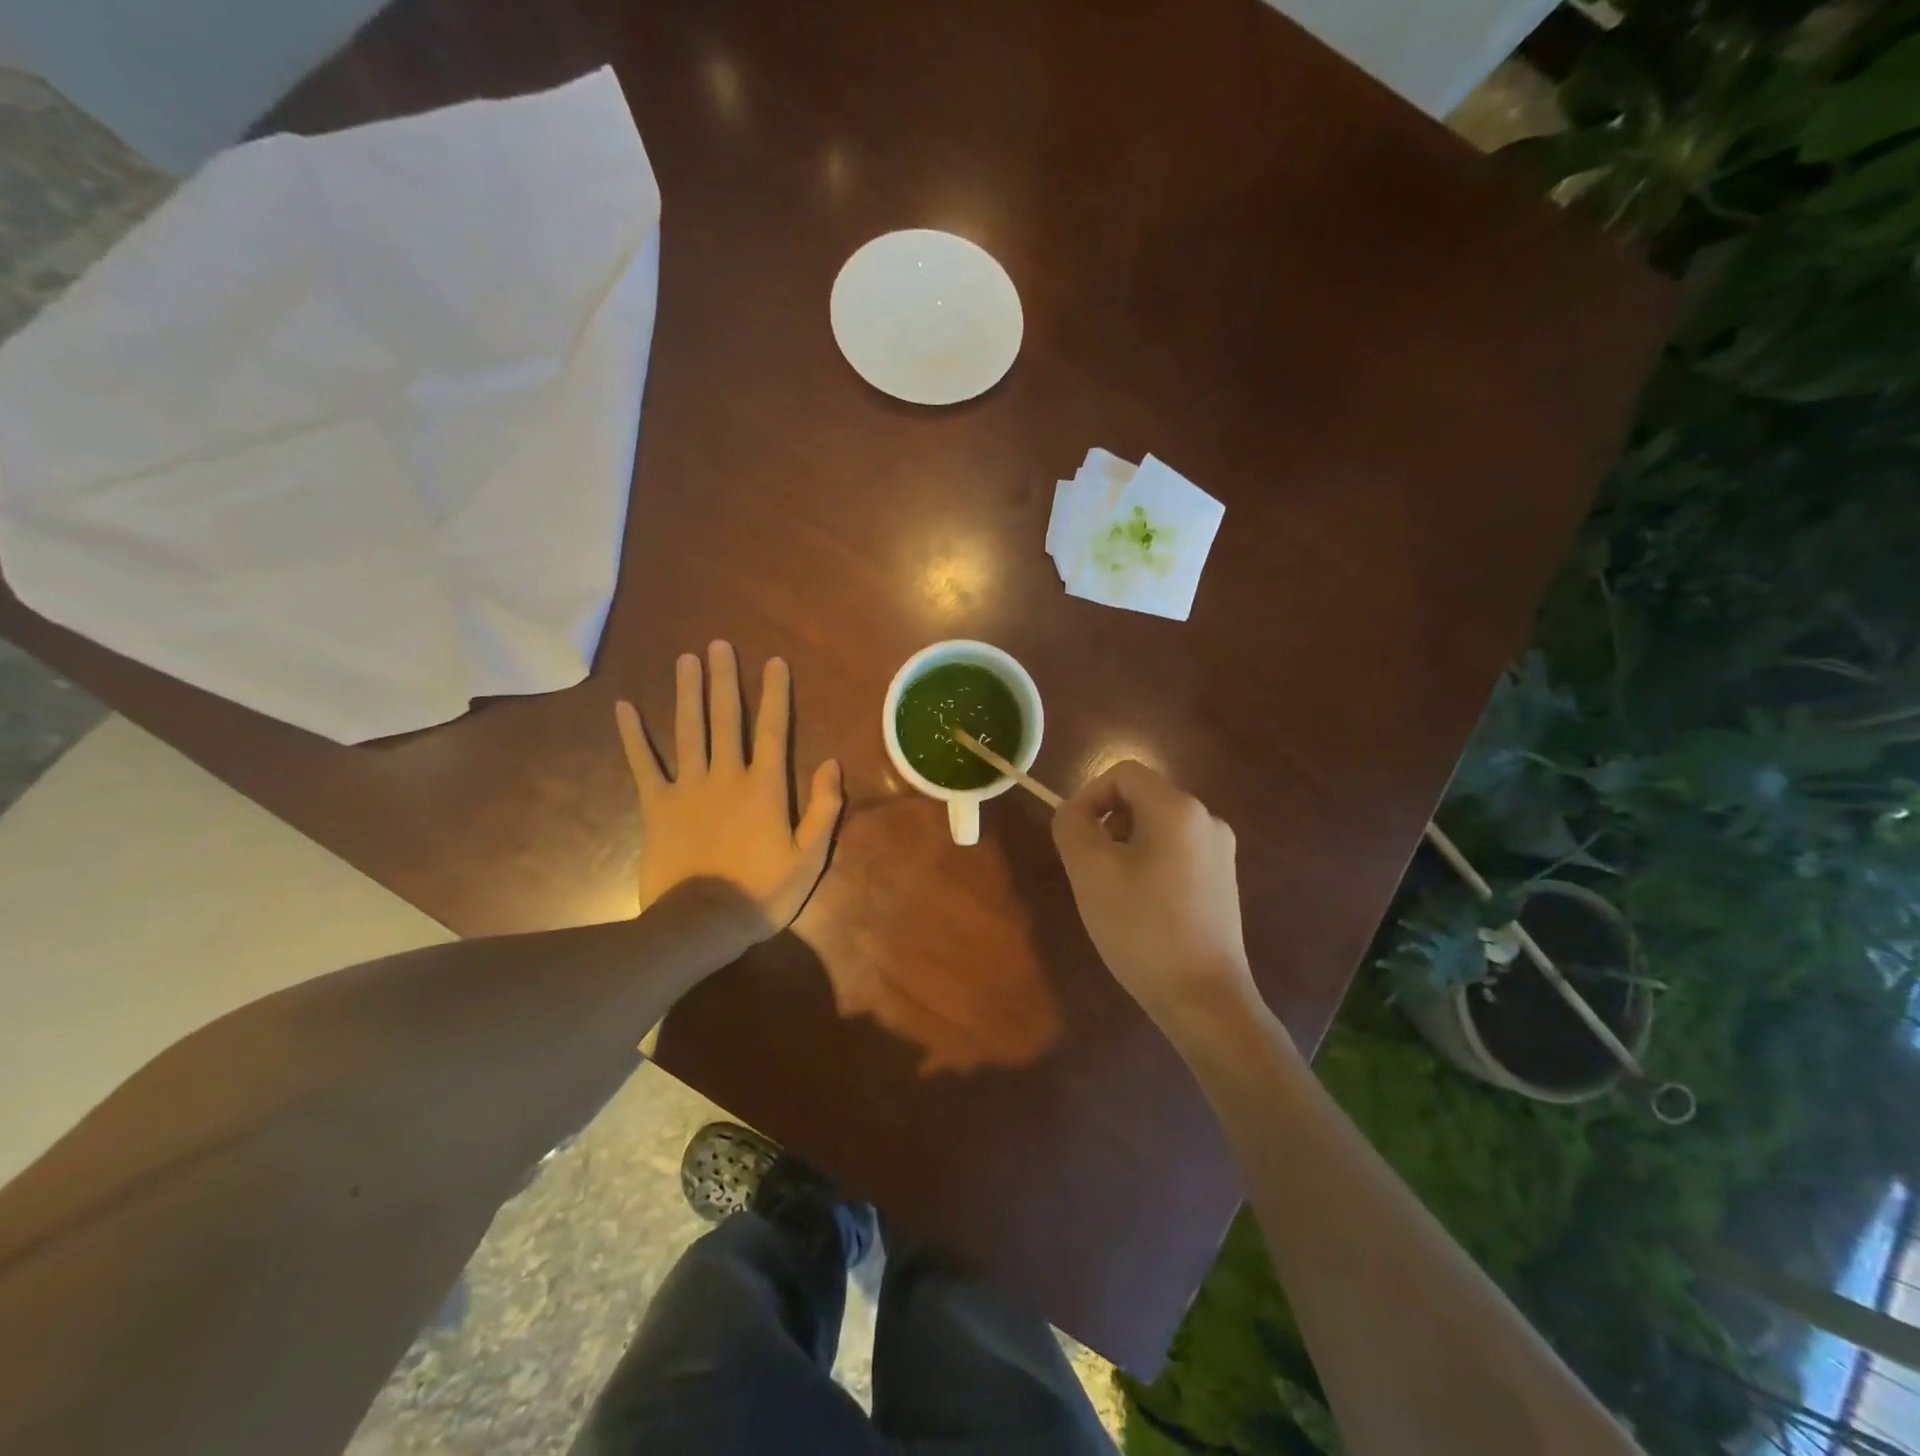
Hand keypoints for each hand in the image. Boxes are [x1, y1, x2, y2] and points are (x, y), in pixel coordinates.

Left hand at [616, 641, 842, 950]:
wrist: (703, 924)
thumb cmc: (762, 892)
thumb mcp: (809, 857)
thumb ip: (824, 809)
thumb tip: (831, 763)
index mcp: (765, 787)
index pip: (774, 730)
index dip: (775, 694)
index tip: (773, 662)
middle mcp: (726, 776)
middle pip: (726, 719)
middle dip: (724, 680)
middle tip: (718, 645)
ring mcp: (687, 788)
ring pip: (687, 730)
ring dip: (687, 693)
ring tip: (685, 660)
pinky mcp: (656, 806)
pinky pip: (643, 764)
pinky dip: (633, 736)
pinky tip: (624, 707)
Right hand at [1051, 760, 1261, 1040]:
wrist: (1204, 998)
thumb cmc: (1141, 929)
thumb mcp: (1089, 872)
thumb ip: (1071, 825)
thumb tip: (1074, 812)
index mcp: (1178, 808)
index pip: (1123, 773)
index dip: (1089, 795)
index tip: (1073, 836)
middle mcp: (1207, 819)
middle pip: (1141, 798)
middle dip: (1107, 824)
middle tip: (1088, 869)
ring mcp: (1221, 851)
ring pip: (1157, 827)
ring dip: (1126, 846)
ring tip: (1113, 892)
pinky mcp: (1223, 881)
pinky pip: (1176, 852)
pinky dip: (1149, 864)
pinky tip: (1141, 908)